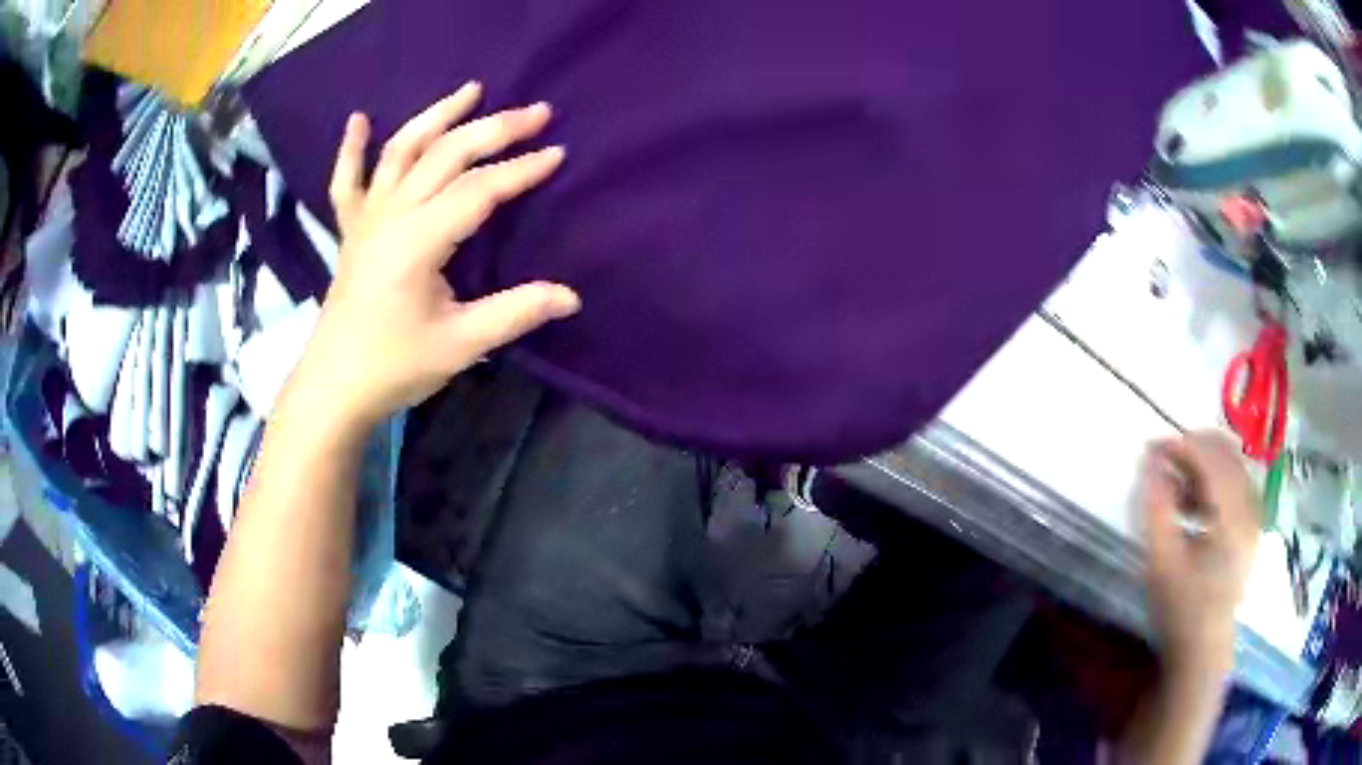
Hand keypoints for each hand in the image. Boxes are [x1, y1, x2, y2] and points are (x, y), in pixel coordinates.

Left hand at [302, 81, 580, 426]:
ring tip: (471, 89)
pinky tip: (359, 119)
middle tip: (537, 112)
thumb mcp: (460, 344)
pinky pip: (347, 182)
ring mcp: (367, 219)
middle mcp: (392, 215)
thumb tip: (571, 297)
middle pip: (446, 154)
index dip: (521, 170)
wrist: (334, 387)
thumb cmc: (394, 366)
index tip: (558, 154)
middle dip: (494, 128)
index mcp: (419, 240)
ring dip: (437, 115)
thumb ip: (514, 313)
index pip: (479, 190)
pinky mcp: (351, 231)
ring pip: (402, 151)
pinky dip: (351, 149)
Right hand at [1141, 431, 1261, 674]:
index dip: (1181, 446)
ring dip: (1204, 463)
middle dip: (1193, 448)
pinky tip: (1194, 501)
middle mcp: (1250, 508)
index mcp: (1232, 517)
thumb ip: (1156, 508)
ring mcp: (1254, 516)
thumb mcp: (1161, 562)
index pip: (1210, 459)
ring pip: (1232, 466)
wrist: (1202, 647)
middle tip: (1164, 459)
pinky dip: (1214, 480)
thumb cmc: (1181, 608)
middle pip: (1226, 455)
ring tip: (1176, 482)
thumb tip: (1150, 460)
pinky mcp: (1251, 525)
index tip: (1152, 449)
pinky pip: (1236, 483)